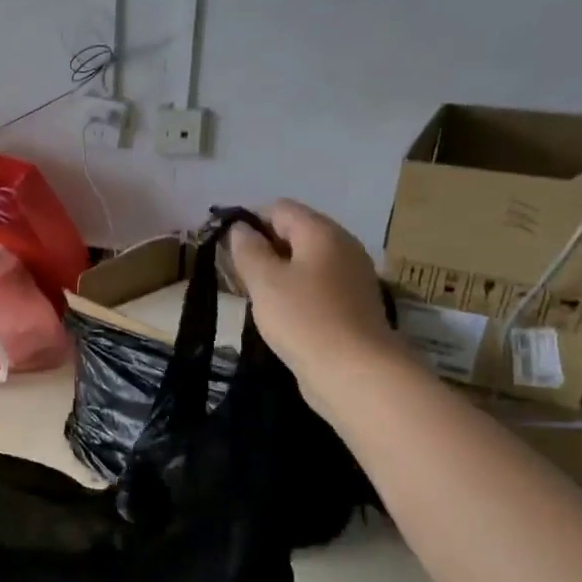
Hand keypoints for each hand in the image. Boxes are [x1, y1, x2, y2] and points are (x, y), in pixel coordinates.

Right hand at [229, 201, 407, 398]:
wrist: (356, 373)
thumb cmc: (304, 319)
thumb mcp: (264, 280)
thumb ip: (247, 249)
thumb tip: (240, 228)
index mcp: (322, 232)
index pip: (279, 208)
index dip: (249, 220)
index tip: (225, 246)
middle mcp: (343, 247)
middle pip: (295, 232)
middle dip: (263, 246)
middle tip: (236, 272)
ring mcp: (351, 277)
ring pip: (306, 260)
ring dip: (278, 271)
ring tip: (254, 294)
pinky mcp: (353, 305)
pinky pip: (317, 284)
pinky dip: (295, 290)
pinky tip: (280, 313)